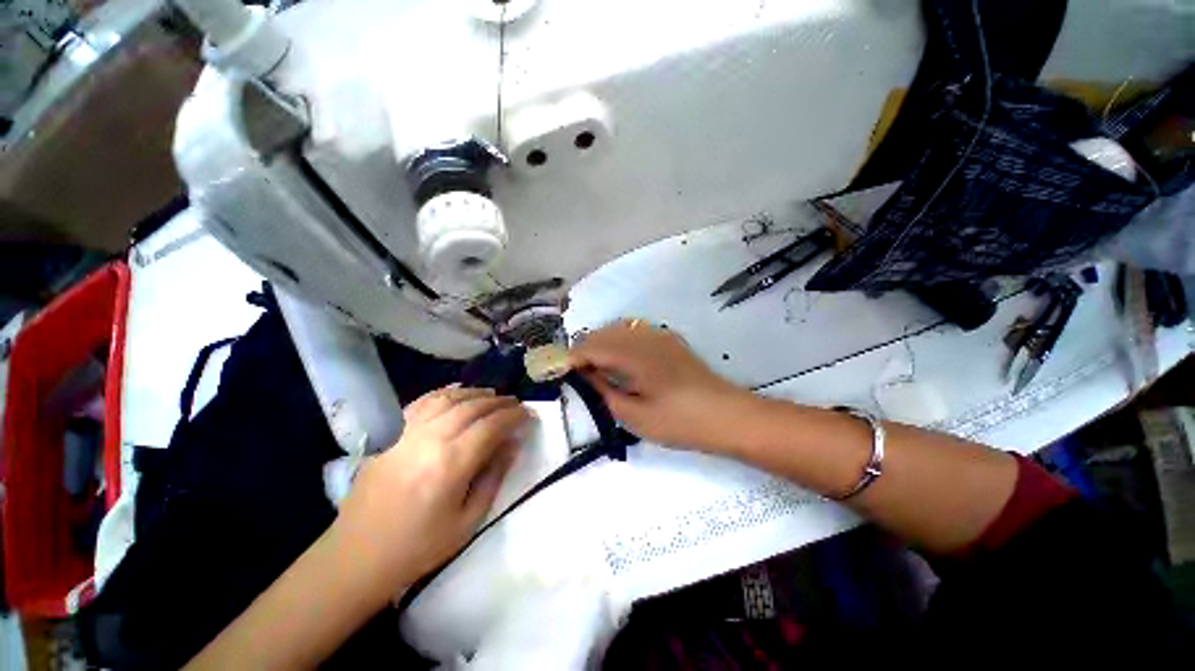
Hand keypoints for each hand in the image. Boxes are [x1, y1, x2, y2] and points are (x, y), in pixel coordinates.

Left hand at [331, 386, 530, 594]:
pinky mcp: (391, 434)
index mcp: (451, 464)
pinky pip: (422, 402)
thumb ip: (494, 476)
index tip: (529, 415)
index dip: (514, 416)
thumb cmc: (418, 547)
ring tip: (493, 395)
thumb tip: (513, 444)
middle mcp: (430, 439)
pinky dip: (445, 392)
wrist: (357, 556)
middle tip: (516, 404)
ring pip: (449, 398)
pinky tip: (457, 392)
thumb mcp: (468, 521)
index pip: (491, 426)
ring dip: (475, 393)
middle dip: (500, 402)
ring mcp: (407, 433)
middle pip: (473, 407)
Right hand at [568, 320, 747, 449]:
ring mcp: (659, 335)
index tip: (560, 373)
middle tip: (577, 374)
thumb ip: (605, 391)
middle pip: (603, 333)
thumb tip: (585, 375)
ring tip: (596, 368)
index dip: (573, 358)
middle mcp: (644, 336)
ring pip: (618, 329)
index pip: (592, 346)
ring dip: (602, 343)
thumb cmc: (679, 421)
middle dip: (585, 349)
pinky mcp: (669, 339)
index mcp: (634, 353)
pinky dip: (619, 341)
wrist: (727, 415)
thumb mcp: (635, 415)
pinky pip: (634, 331)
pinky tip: (621, 360)